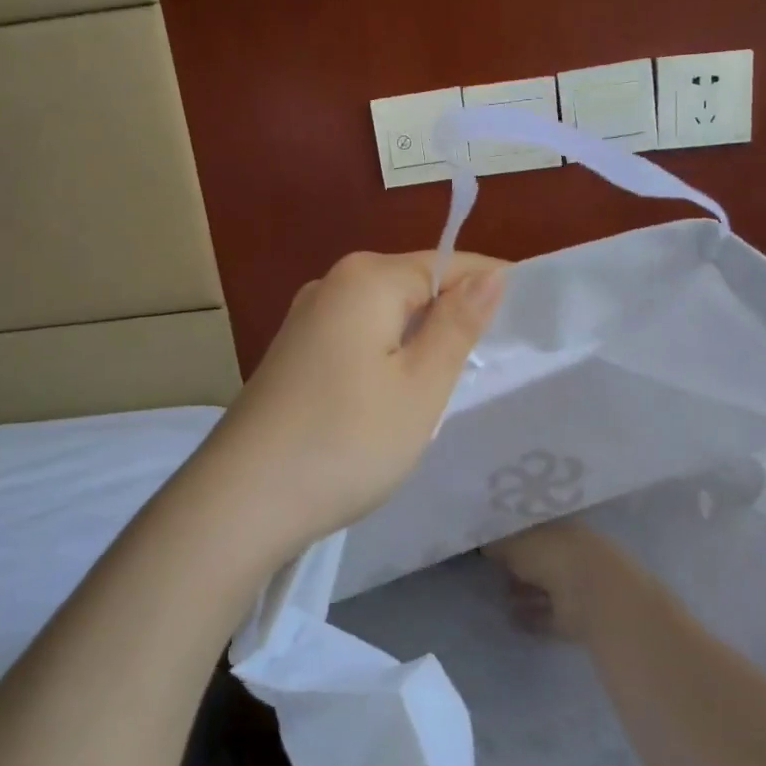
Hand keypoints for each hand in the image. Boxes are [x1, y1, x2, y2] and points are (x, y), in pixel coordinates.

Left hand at [190, 251, 506, 569]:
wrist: (241, 501)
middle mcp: (332, 284)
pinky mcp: (293, 353)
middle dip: (452, 320)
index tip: (525, 326)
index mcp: (367, 278)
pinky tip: (391, 399)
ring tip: (443, 389)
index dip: (490, 289)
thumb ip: (458, 323)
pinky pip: (358, 338)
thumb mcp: (420, 385)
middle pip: (414, 286)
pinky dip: (385, 359)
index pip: (449, 263)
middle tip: (484, 370)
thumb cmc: (347, 441)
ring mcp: (306, 319)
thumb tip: (493, 272)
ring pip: (386, 316)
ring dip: (418, 344)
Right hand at [488, 519, 638, 641]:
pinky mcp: (578, 616)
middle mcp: (571, 551)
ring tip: (499, 597)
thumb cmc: (554, 556)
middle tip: (492, 570)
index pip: (534, 526)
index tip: (491, 540)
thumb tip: (483, 543)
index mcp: (561, 525)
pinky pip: (549, 615)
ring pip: (545, 587)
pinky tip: (511, 619)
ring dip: (524, 592)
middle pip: (539, 557)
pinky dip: (532, 617)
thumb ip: (497, 542)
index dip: (513, 532)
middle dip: (518, 564)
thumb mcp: (515, 541)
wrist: (595, 597)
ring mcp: (577, 585)